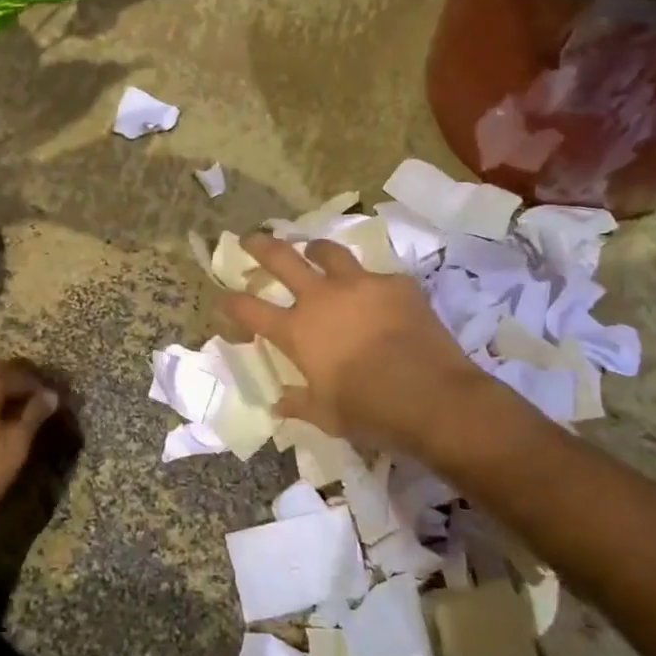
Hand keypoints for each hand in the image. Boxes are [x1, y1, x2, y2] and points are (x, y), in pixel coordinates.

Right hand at [220, 232, 500, 452]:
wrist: (434, 399)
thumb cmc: (371, 412)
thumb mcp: (327, 416)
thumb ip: (299, 403)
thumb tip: (279, 403)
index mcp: (297, 331)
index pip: (249, 309)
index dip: (230, 302)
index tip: (221, 297)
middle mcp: (321, 298)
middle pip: (281, 258)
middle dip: (260, 246)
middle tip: (250, 239)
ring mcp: (360, 285)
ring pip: (328, 251)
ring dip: (315, 250)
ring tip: (314, 251)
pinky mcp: (396, 283)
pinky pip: (376, 276)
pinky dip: (369, 284)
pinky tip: (378, 297)